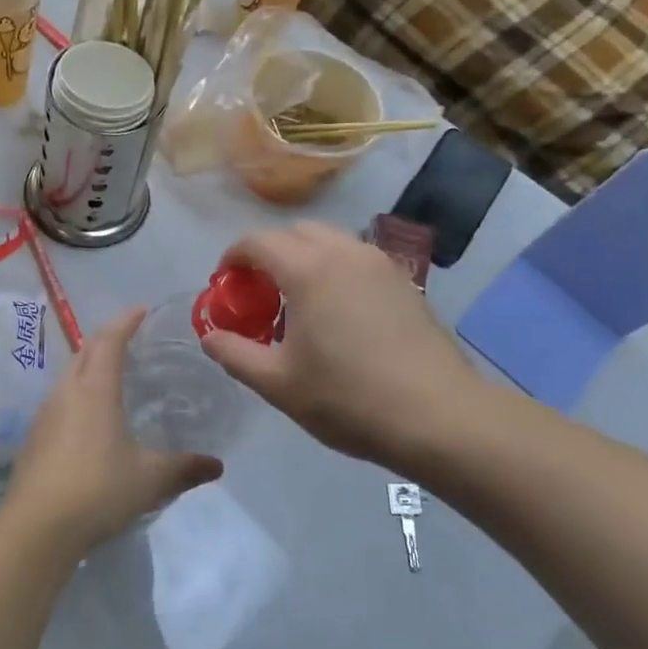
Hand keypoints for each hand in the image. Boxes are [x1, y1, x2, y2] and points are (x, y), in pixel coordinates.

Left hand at [0, 309, 222, 558]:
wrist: (37, 527)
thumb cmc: (98, 490)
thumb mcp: (150, 479)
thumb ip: (184, 468)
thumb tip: (217, 466)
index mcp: (94, 390)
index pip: (109, 341)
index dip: (125, 321)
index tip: (140, 309)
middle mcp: (66, 393)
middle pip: (83, 352)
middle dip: (105, 339)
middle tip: (129, 339)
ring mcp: (44, 415)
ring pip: (68, 376)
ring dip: (88, 367)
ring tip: (111, 376)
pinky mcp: (33, 438)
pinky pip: (58, 402)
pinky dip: (77, 395)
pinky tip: (89, 420)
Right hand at [200, 221, 493, 469]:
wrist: (438, 416)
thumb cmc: (347, 399)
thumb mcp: (277, 383)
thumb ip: (234, 353)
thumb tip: (209, 336)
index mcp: (309, 270)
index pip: (258, 241)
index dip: (233, 257)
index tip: (223, 283)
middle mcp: (345, 254)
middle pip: (296, 232)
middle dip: (269, 253)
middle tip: (257, 293)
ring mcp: (381, 265)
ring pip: (331, 242)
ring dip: (303, 259)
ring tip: (296, 303)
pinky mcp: (405, 284)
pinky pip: (357, 260)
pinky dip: (334, 270)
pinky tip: (336, 314)